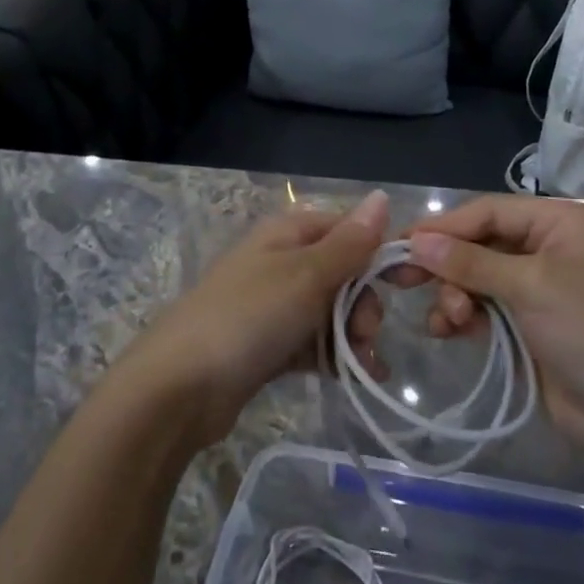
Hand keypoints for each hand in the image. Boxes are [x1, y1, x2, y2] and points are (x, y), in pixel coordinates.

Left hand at [121, 191, 391, 445]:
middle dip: (363, 303)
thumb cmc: (248, 317)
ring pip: (330, 311)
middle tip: (365, 334)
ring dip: (352, 336)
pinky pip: (312, 343)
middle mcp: (280, 261)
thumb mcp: (306, 275)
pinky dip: (334, 357)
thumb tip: (382, 196)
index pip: (346, 228)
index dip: (376, 252)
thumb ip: (349, 243)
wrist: (180, 387)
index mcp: (287, 232)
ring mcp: (272, 305)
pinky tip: (356, 379)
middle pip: (342, 272)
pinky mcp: (267, 345)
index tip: (403, 284)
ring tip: (362, 366)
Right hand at [400, 195, 583, 451]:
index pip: (488, 212)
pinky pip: (483, 309)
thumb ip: (470, 262)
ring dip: (455, 296)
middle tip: (401, 278)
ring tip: (450, 320)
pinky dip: (463, 317)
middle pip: (479, 244)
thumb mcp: (530, 287)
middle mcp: (546, 248)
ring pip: (476, 278)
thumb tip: (416, 241)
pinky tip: (447, 331)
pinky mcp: (528, 325)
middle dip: (445, 264)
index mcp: (558, 224)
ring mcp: (537, 289)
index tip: (402, 243)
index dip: (444, 227)